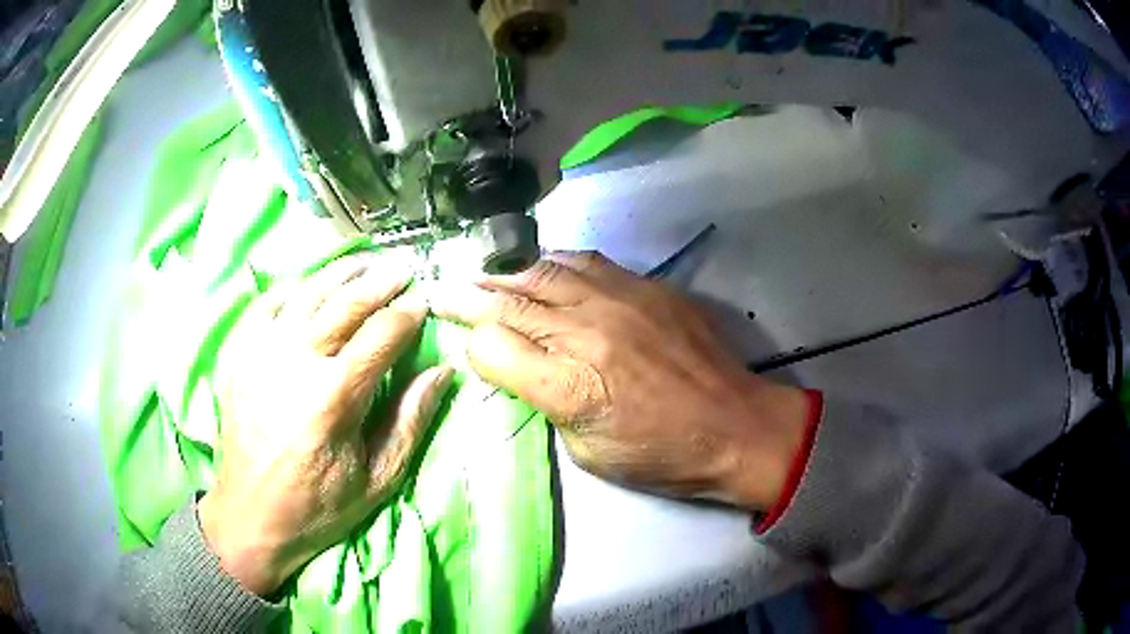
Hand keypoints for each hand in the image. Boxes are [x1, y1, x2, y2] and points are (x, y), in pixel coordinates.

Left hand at [198, 255, 452, 596]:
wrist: (249, 517)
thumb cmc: (318, 506)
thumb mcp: (378, 480)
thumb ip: (410, 421)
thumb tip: (442, 371)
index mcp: (333, 398)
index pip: (382, 334)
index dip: (409, 313)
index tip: (425, 302)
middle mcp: (294, 362)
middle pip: (345, 302)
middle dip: (380, 281)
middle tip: (404, 267)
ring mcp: (259, 352)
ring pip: (306, 292)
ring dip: (341, 273)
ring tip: (365, 262)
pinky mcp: (237, 354)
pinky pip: (266, 304)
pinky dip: (292, 288)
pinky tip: (309, 285)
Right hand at [433, 252, 810, 510]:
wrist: (736, 427)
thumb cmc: (661, 454)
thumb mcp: (587, 451)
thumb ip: (545, 401)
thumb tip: (519, 366)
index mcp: (570, 386)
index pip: (492, 345)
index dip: (466, 337)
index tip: (450, 328)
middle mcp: (589, 332)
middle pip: (511, 299)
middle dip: (469, 292)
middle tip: (443, 285)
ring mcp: (622, 300)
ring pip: (545, 270)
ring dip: (508, 271)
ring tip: (486, 272)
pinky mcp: (649, 287)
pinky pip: (587, 262)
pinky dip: (554, 264)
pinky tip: (543, 268)